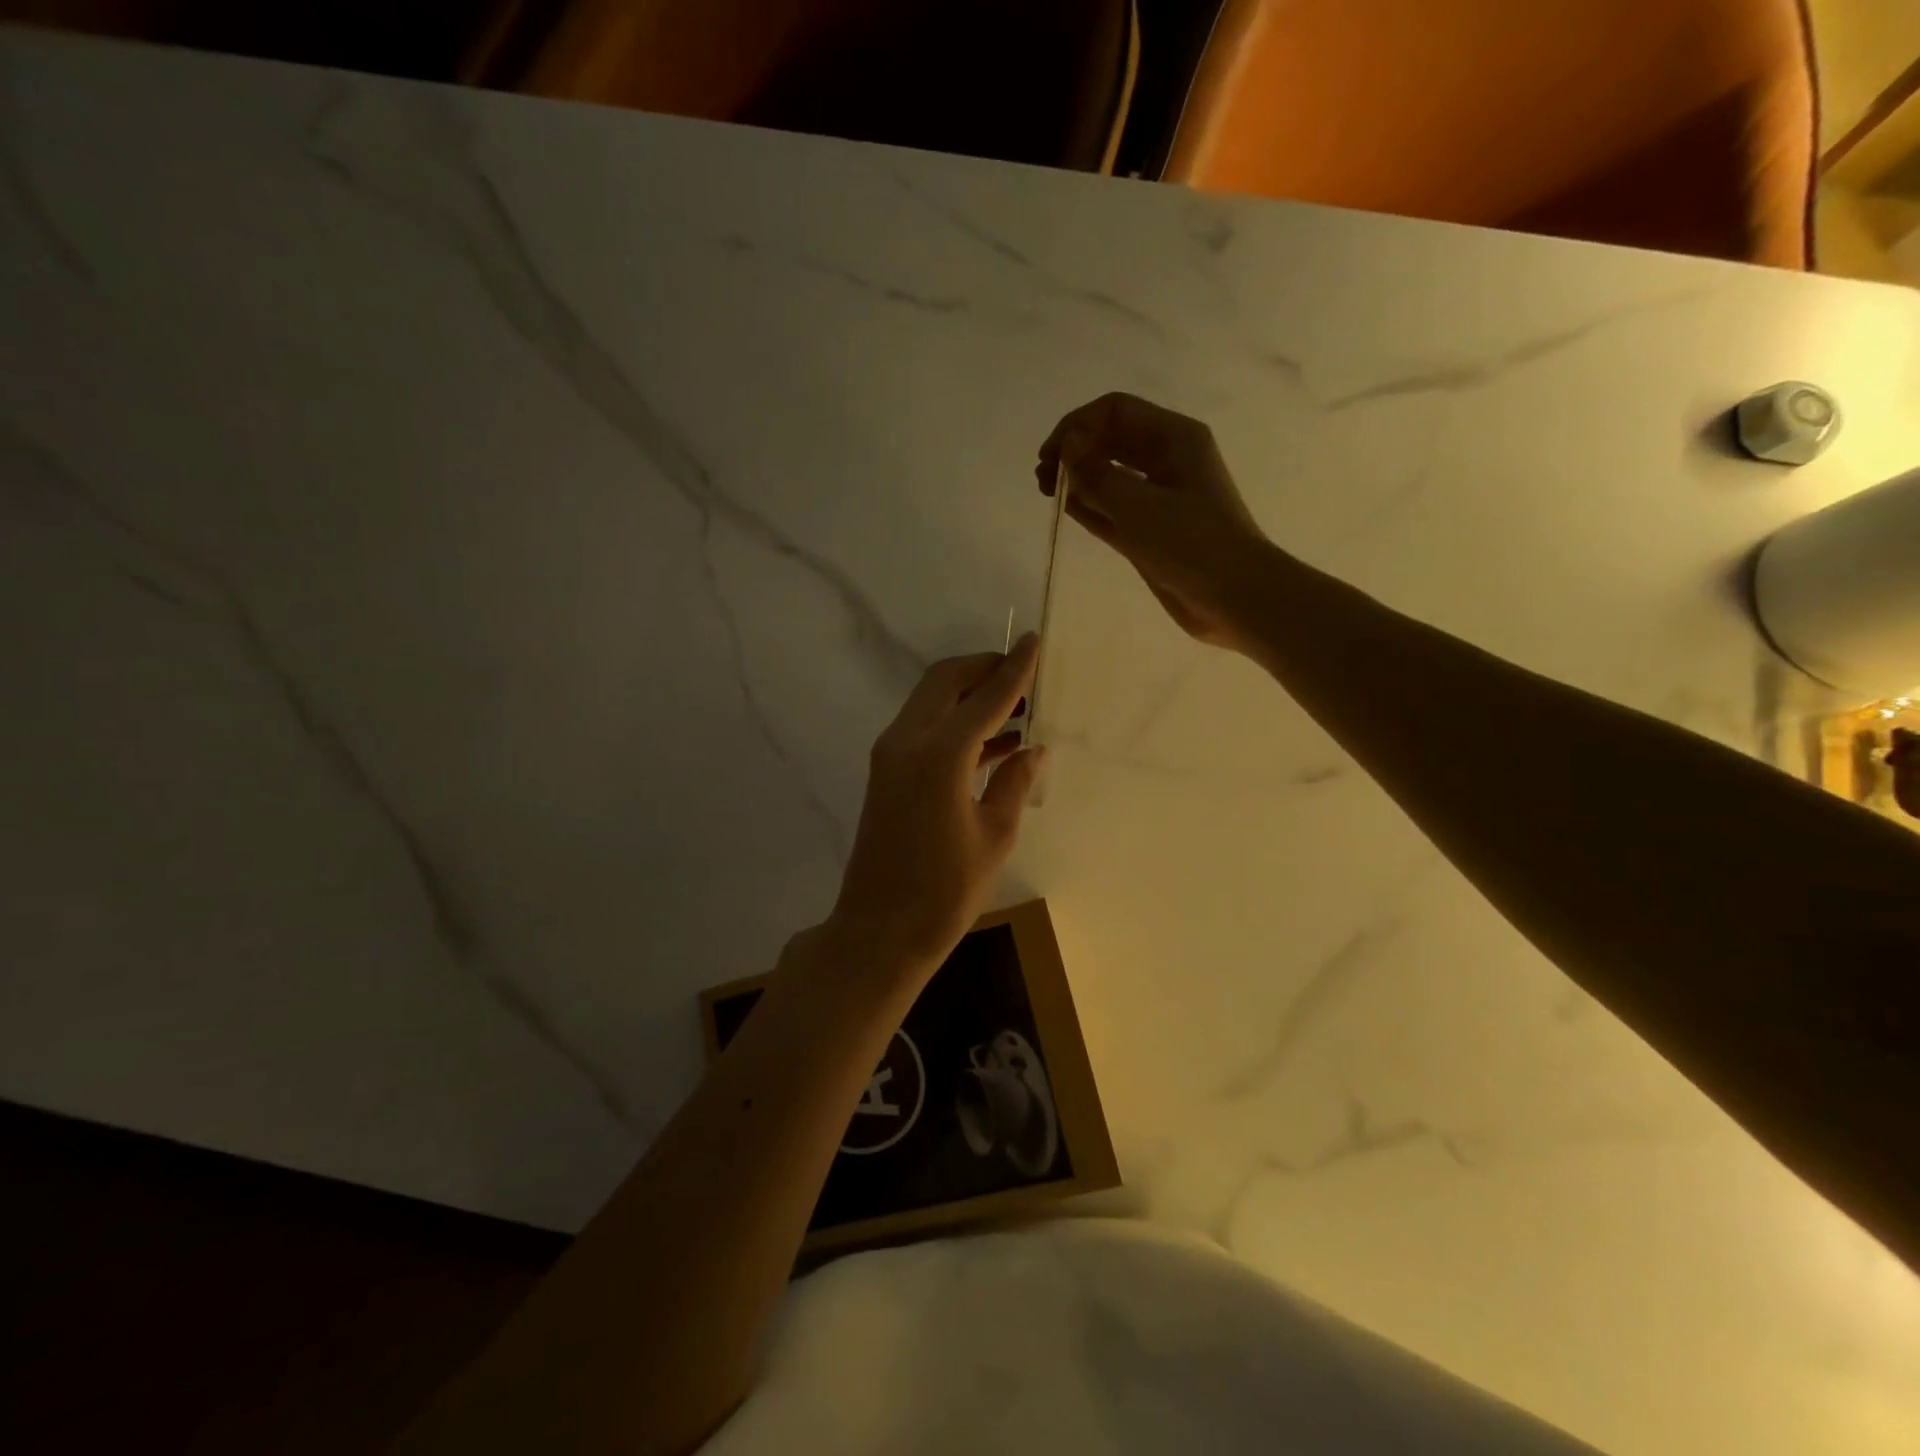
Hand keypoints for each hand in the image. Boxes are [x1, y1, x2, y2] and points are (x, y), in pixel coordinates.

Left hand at [827, 634, 1045, 971]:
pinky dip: (954, 722)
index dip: (1014, 669)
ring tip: (1016, 706)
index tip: (1034, 642)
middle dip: (984, 669)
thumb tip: (1033, 748)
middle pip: (945, 681)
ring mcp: (889, 755)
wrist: (879, 929)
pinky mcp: (885, 772)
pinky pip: (923, 728)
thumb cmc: (944, 891)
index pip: (985, 697)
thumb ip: (1014, 782)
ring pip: (930, 701)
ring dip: (969, 694)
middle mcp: (907, 742)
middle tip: (1023, 675)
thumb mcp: (994, 836)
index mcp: (940, 755)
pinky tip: (993, 741)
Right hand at [1037, 392, 1272, 652]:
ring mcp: (1158, 496)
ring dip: (1078, 479)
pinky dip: (1090, 506)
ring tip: (1049, 493)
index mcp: (1174, 438)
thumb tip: (1067, 449)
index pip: (1115, 411)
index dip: (1077, 426)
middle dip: (1074, 450)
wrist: (1234, 597)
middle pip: (1110, 439)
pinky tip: (1067, 510)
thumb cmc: (1191, 543)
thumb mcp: (1139, 505)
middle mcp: (1166, 459)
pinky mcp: (1150, 530)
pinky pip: (1113, 508)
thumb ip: (1096, 475)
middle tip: (1043, 478)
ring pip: (1109, 474)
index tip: (1052, 458)